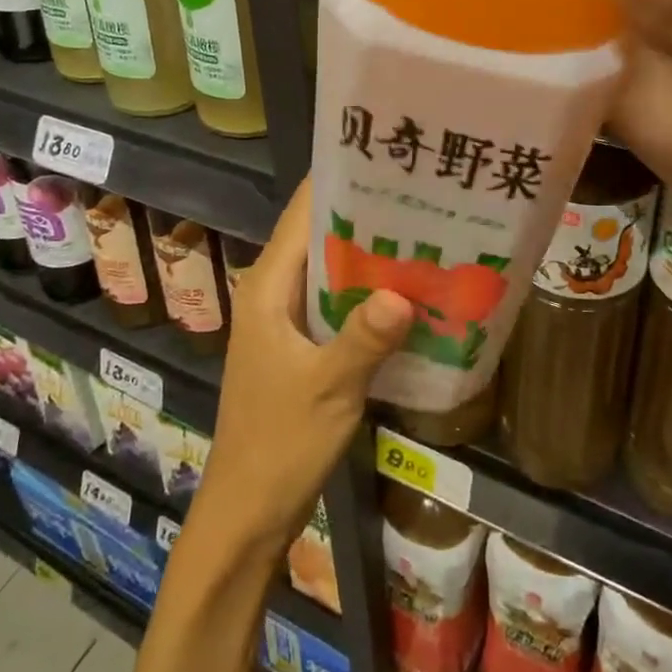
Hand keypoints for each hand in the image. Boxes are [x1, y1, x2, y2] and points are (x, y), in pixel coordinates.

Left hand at [189, 179, 412, 559]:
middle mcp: (272, 292)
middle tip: (421, 196)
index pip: (301, 213)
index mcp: (267, 287)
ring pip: (329, 270)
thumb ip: (363, 338)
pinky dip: (365, 292)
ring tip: (423, 232)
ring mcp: (285, 321)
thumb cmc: (279, 443)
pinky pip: (335, 303)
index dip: (337, 180)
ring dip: (368, 254)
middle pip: (318, 236)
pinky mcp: (300, 347)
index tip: (384, 159)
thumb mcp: (327, 388)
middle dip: (364, 214)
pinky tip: (406, 293)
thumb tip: (406, 290)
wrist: (248, 511)